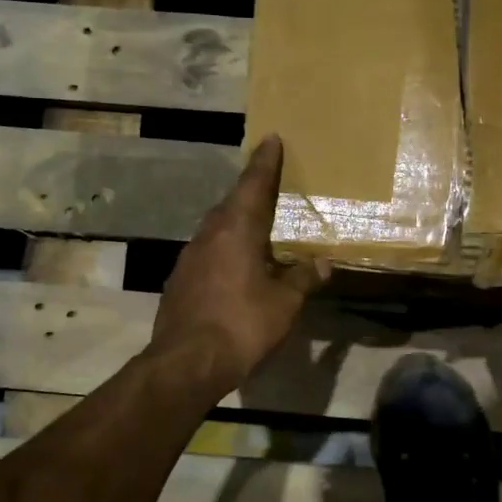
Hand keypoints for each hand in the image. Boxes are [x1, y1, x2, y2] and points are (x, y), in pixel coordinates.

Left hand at [150, 134, 327, 393]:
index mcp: (237, 230)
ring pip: (216, 229)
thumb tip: (322, 264)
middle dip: (250, 192)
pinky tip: (235, 266)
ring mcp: (189, 258)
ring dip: (236, 222)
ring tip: (255, 227)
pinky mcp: (179, 281)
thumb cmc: (242, 325)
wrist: (187, 362)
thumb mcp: (284, 304)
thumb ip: (303, 279)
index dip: (265, 162)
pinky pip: (207, 252)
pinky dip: (224, 249)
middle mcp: (209, 235)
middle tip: (267, 185)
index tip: (270, 138)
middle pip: (231, 204)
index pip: (253, 185)